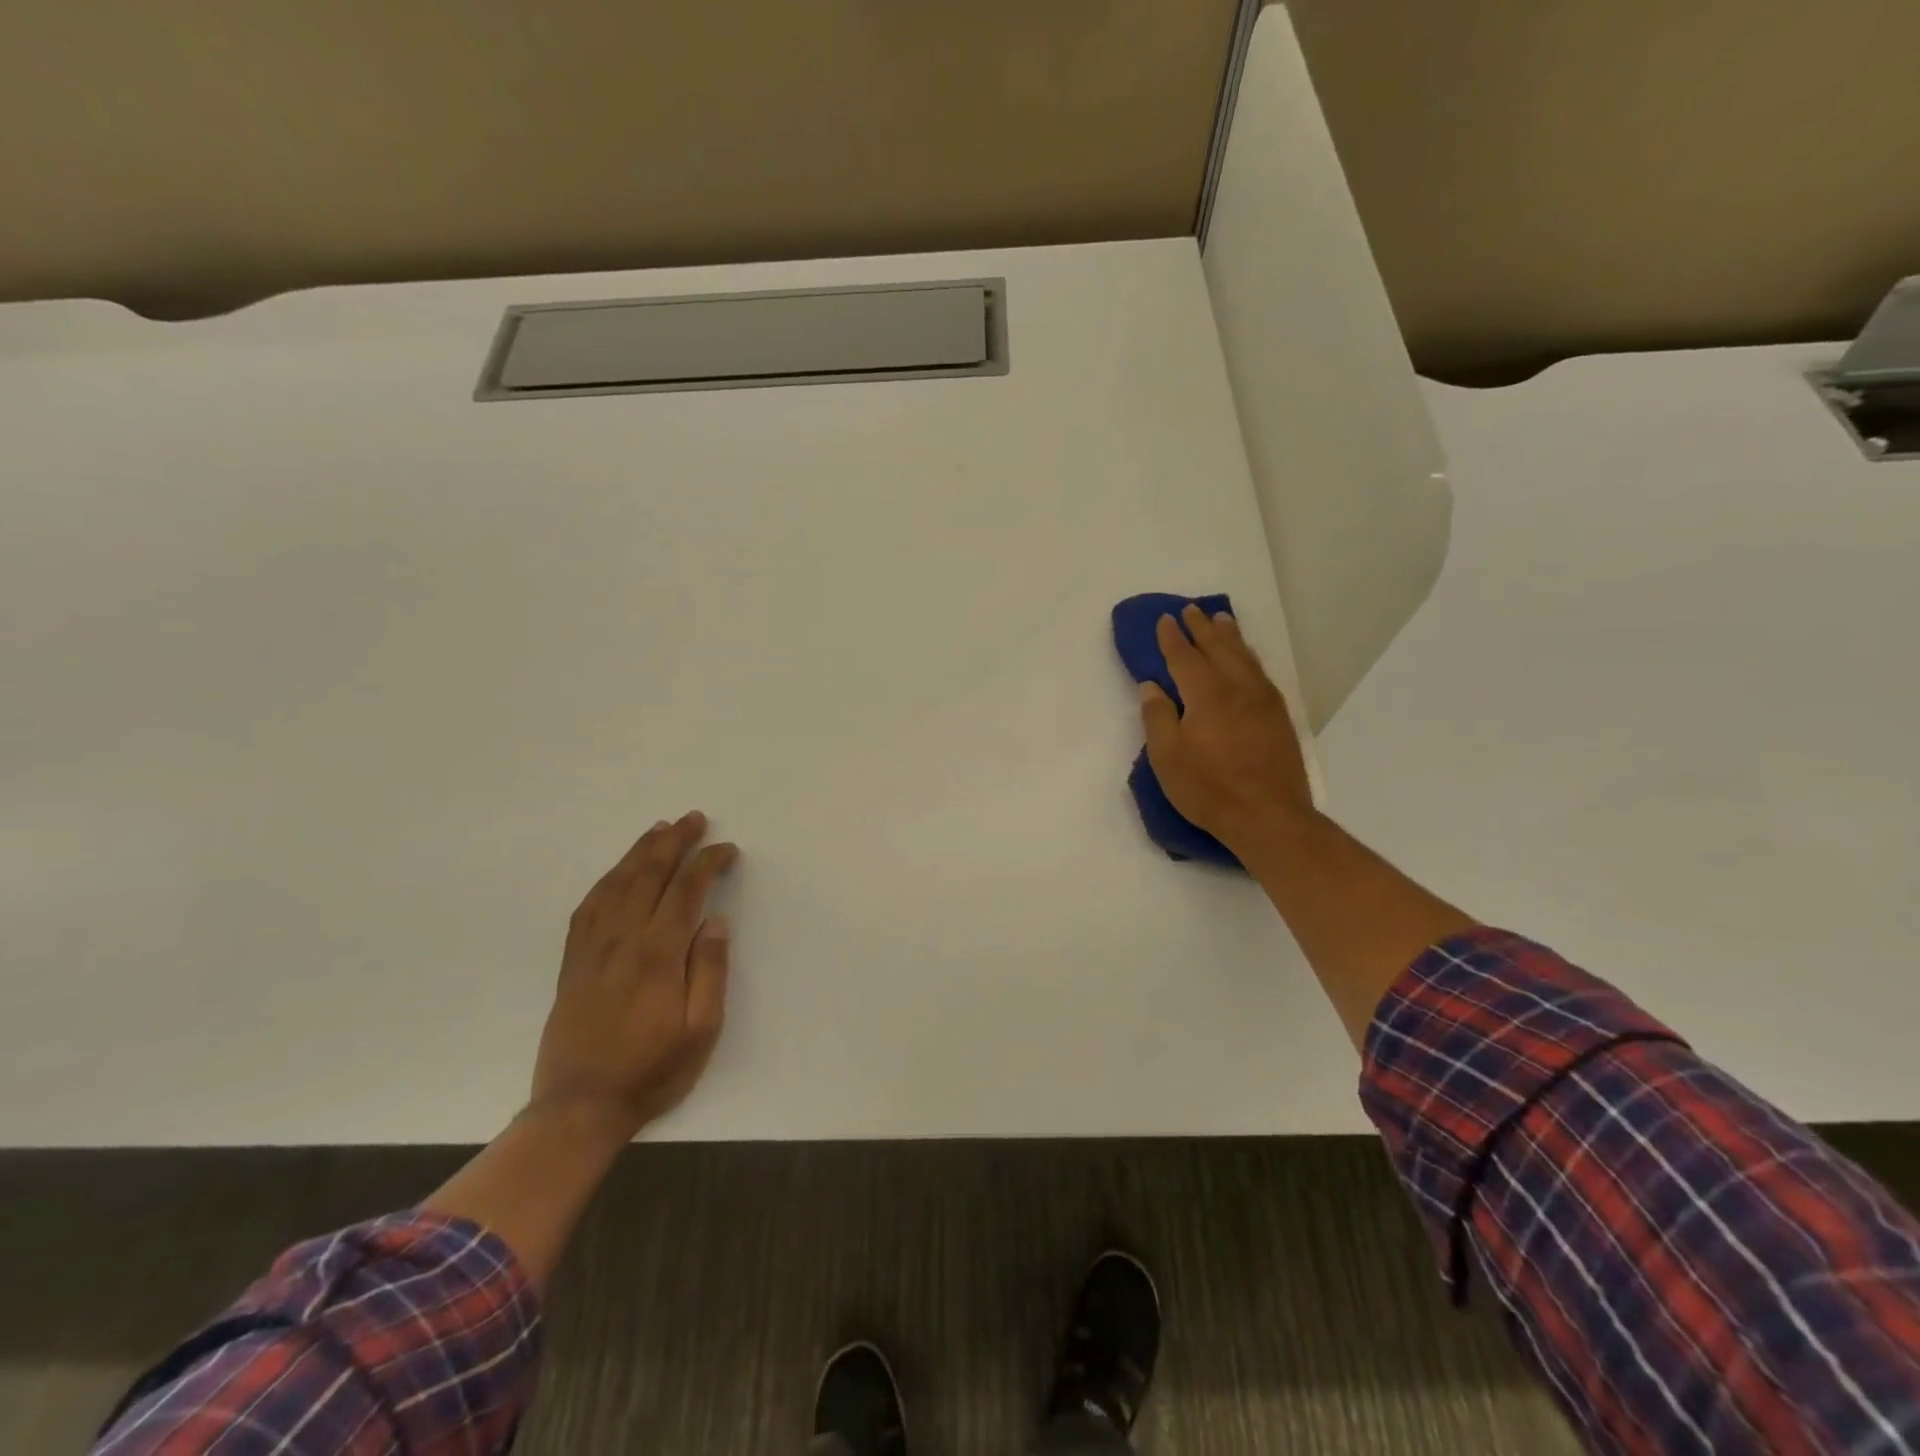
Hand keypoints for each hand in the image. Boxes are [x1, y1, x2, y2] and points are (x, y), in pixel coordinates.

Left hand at [530, 812, 739, 1141]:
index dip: (708, 862)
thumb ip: (711, 971)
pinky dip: (605, 881)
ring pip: (616, 884)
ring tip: (658, 830)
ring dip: (639, 852)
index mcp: (658, 954)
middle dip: (673, 842)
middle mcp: (622, 940)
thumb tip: (716, 921)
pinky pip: (587, 908)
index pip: (687, 890)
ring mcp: (592, 949)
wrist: (580, 1106)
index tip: (727, 849)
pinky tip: (616, 873)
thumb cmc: (652, 1069)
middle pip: (649, 875)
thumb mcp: (701, 1030)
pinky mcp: (573, 962)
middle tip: (693, 818)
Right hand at [1139, 605, 1314, 854]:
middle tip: (1191, 610)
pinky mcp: (1279, 717)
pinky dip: (1250, 657)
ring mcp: (1263, 701)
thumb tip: (1152, 686)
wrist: (1268, 816)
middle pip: (1218, 649)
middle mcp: (1237, 688)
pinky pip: (1261, 673)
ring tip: (1221, 621)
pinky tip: (1247, 658)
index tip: (1165, 619)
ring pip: (1244, 657)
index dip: (1172, 638)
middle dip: (1202, 629)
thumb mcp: (1167, 757)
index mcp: (1206, 695)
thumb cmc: (1209, 789)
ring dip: (1230, 637)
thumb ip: (1157, 717)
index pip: (1185, 657)